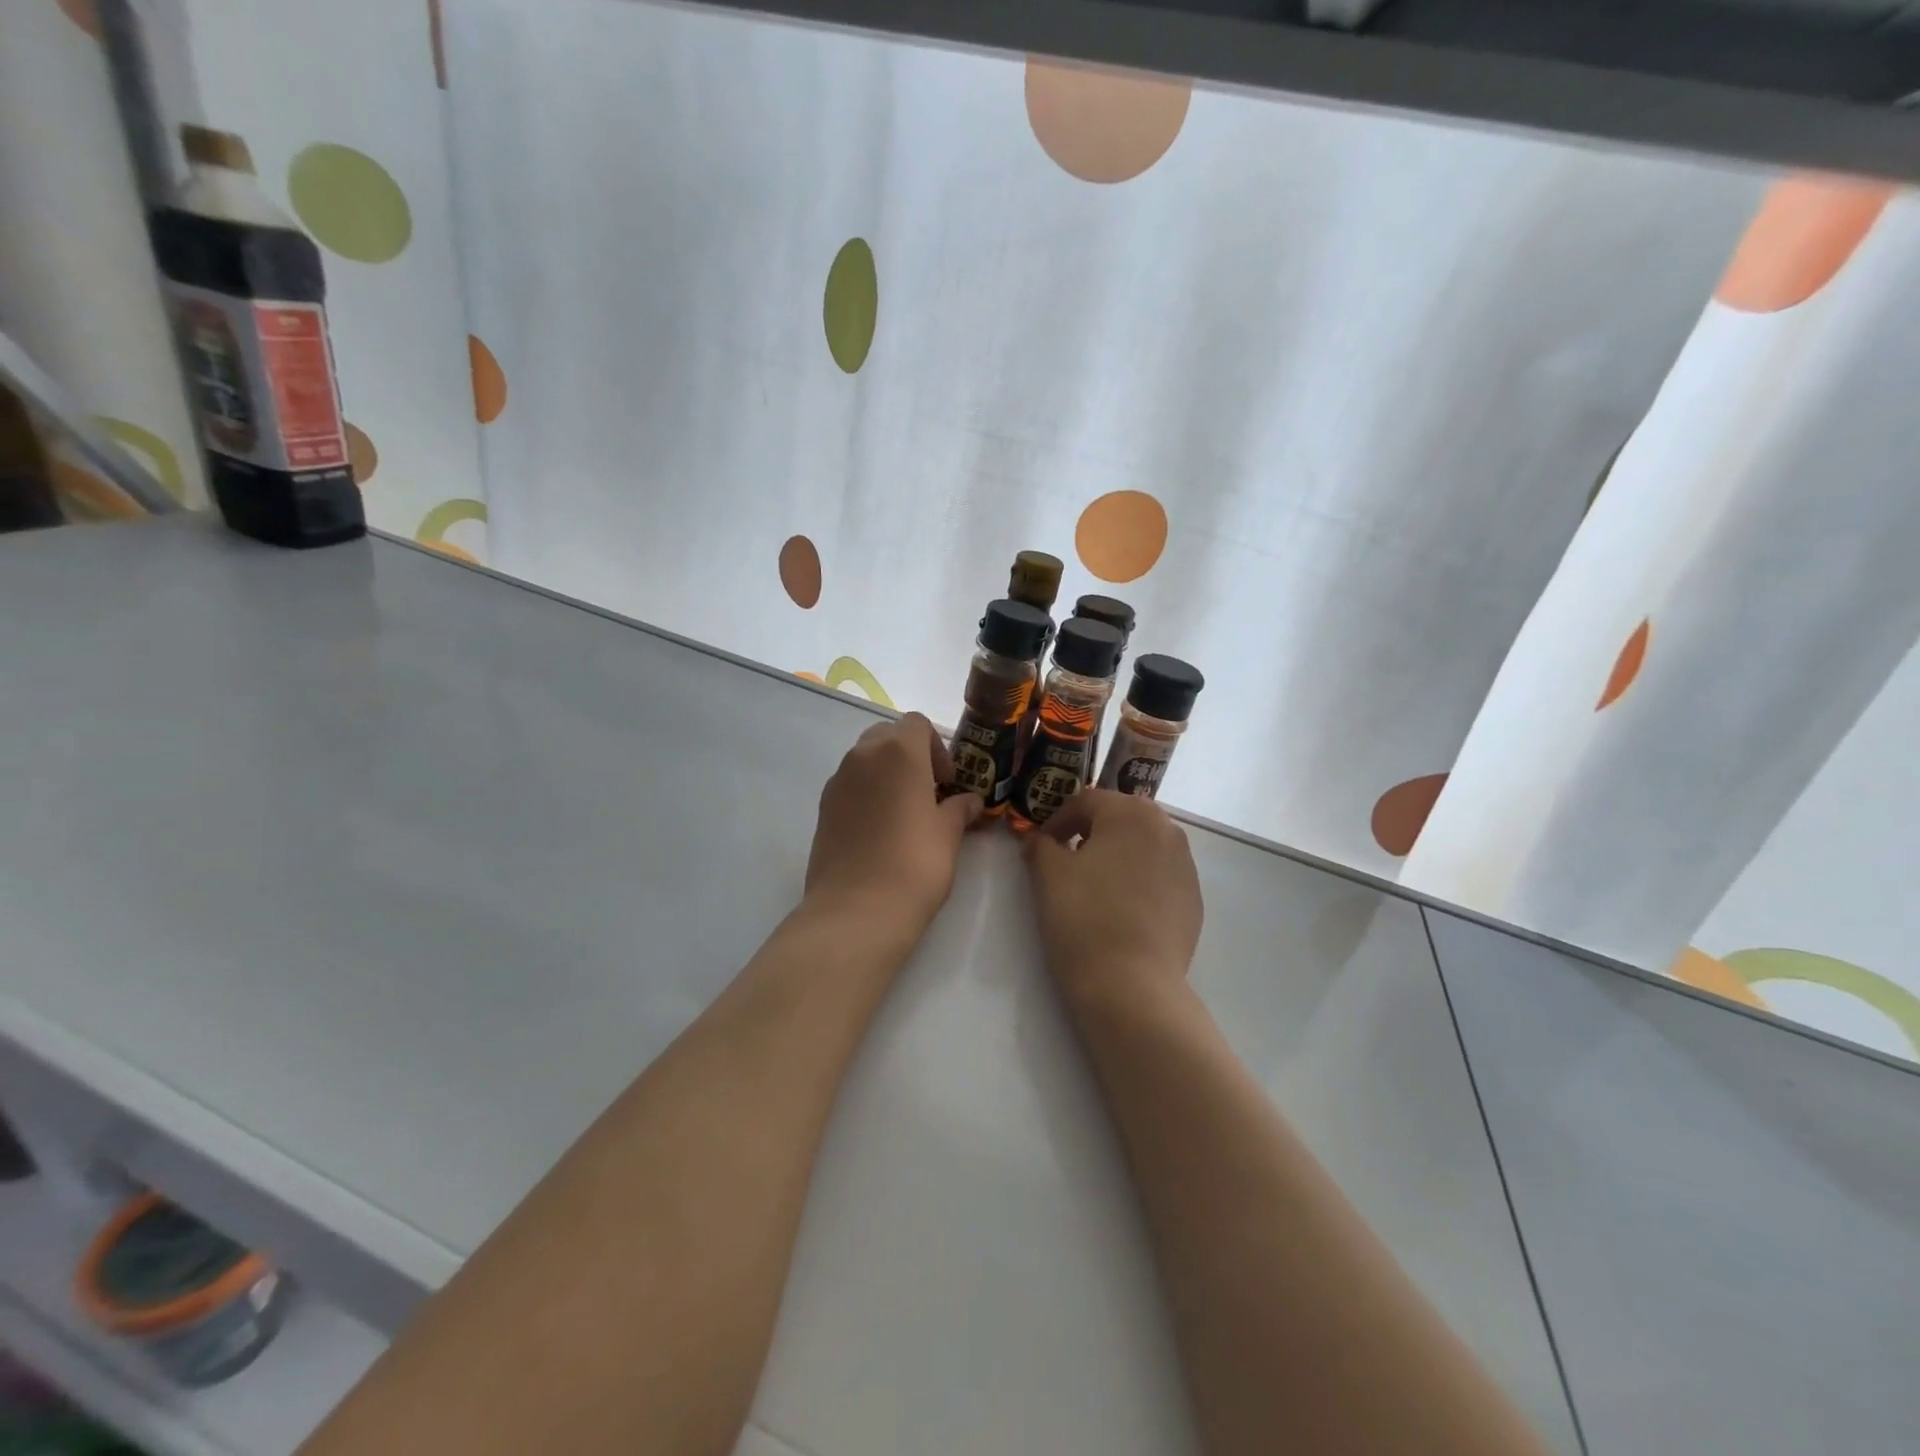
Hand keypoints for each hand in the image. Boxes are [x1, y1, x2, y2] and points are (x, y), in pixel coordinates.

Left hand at [804, 713, 981, 938]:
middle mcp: (862, 757)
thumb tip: (969, 801)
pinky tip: (879, 832)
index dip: (936, 747)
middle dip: (909, 755)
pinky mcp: (822, 809)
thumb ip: (959, 809)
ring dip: (886, 775)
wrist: (856, 910)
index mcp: (898, 752)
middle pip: (887, 736)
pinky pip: (849, 786)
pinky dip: (866, 795)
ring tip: (904, 815)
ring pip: (864, 760)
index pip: (917, 723)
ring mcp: (837, 782)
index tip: (946, 782)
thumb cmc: (914, 864)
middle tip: (927, 792)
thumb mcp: (948, 834)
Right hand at [1023, 789, 1203, 1016]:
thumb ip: (1041, 846)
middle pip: (1120, 818)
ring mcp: (1186, 865)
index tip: (1039, 845)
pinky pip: (1159, 875)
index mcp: (1131, 812)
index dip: (1057, 820)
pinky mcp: (1194, 899)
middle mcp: (1166, 829)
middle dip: (1090, 832)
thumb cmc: (1084, 918)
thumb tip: (1040, 841)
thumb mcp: (1048, 875)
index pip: (1086, 801)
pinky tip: (1119, 910)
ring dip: (1116, 854)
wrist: (1133, 986)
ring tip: (1092, 884)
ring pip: (1142, 846)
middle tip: (1065, 858)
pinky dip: (1137, 880)